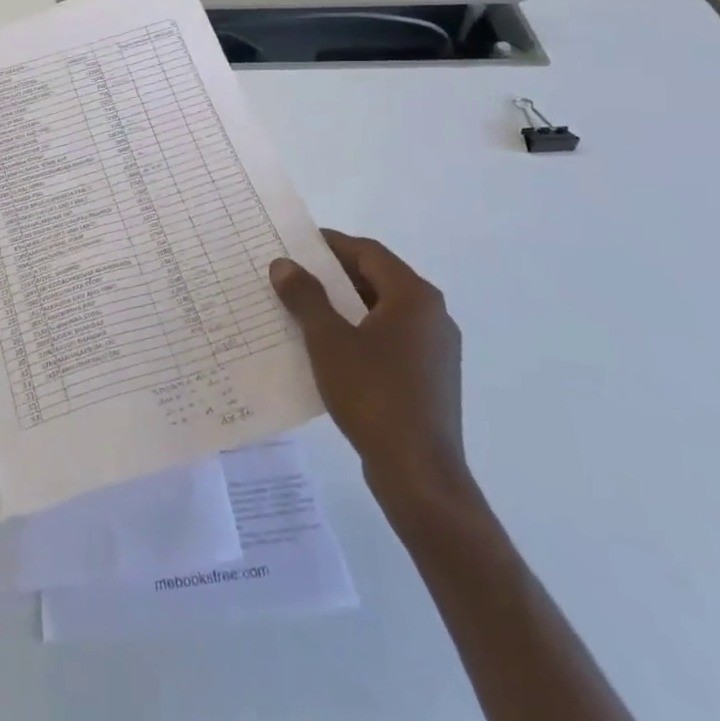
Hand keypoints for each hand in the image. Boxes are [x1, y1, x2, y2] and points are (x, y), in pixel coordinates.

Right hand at [269, 230, 468, 518]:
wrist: (420, 476)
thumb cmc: (374, 397)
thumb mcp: (328, 341)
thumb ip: (305, 297)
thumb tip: (284, 264)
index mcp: (414, 297)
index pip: (368, 253)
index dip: (331, 244)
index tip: (295, 245)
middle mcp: (433, 315)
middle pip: (378, 278)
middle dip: (334, 275)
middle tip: (294, 275)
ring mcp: (436, 349)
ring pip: (384, 310)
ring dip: (345, 305)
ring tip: (304, 310)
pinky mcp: (432, 378)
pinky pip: (391, 338)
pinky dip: (360, 332)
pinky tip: (330, 349)